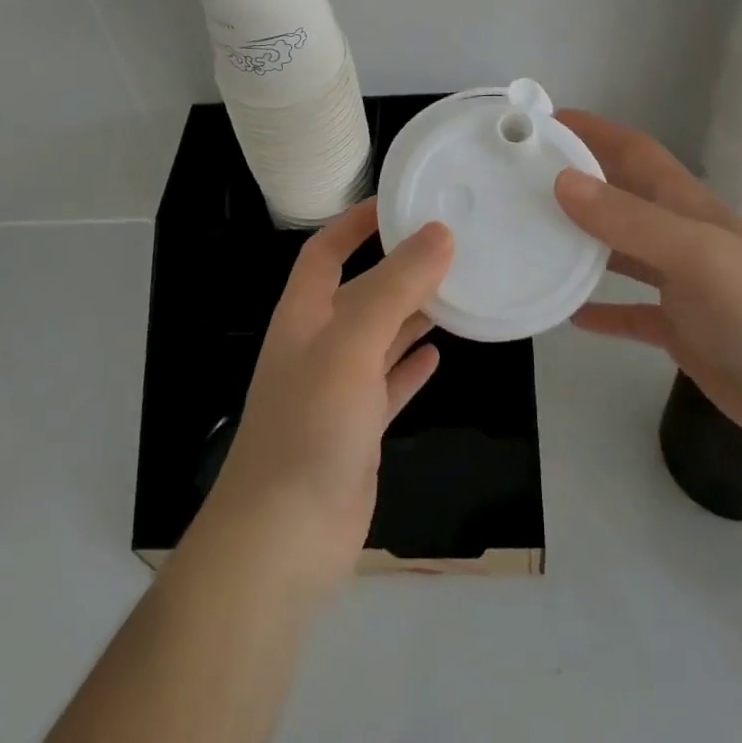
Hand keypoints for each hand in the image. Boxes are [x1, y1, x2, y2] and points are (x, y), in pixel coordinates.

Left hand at [206, 201, 450, 587]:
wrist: (284, 539)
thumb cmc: (311, 425)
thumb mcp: (352, 343)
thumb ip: (395, 287)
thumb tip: (439, 234)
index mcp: (304, 315)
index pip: (326, 251)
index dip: (356, 223)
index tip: (400, 202)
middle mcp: (318, 346)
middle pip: (360, 291)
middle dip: (397, 268)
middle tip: (450, 247)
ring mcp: (337, 391)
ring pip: (379, 337)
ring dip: (412, 315)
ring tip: (457, 292)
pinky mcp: (358, 431)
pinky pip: (389, 385)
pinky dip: (411, 367)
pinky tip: (439, 356)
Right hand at [553, 111, 741, 458]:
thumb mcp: (692, 254)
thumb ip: (629, 220)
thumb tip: (562, 182)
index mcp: (684, 206)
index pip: (633, 151)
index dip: (593, 131)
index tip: (543, 124)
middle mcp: (679, 236)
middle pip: (620, 196)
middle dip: (577, 181)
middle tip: (521, 182)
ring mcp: (679, 284)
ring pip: (620, 252)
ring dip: (582, 242)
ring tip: (533, 238)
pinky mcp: (679, 330)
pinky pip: (630, 312)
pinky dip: (601, 309)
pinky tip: (569, 316)